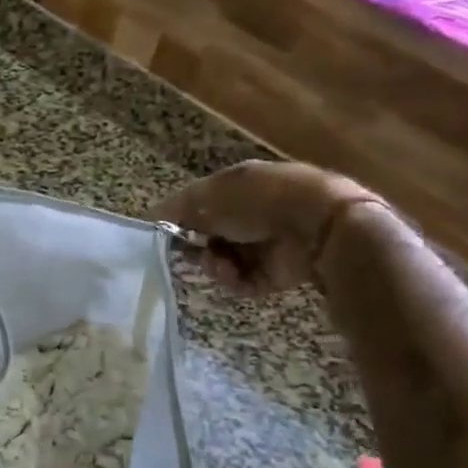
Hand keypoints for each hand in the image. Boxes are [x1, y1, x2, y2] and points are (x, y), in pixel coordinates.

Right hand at [160, 161, 381, 293]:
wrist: (316, 224)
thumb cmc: (258, 200)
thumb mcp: (210, 196)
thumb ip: (178, 209)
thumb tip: (151, 218)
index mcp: (235, 187)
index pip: (198, 205)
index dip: (178, 220)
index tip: (163, 235)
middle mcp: (248, 214)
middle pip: (207, 237)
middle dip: (194, 246)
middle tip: (190, 253)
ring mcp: (262, 245)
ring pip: (221, 261)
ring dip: (213, 265)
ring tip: (217, 264)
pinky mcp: (274, 273)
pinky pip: (242, 281)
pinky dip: (233, 280)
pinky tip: (233, 273)